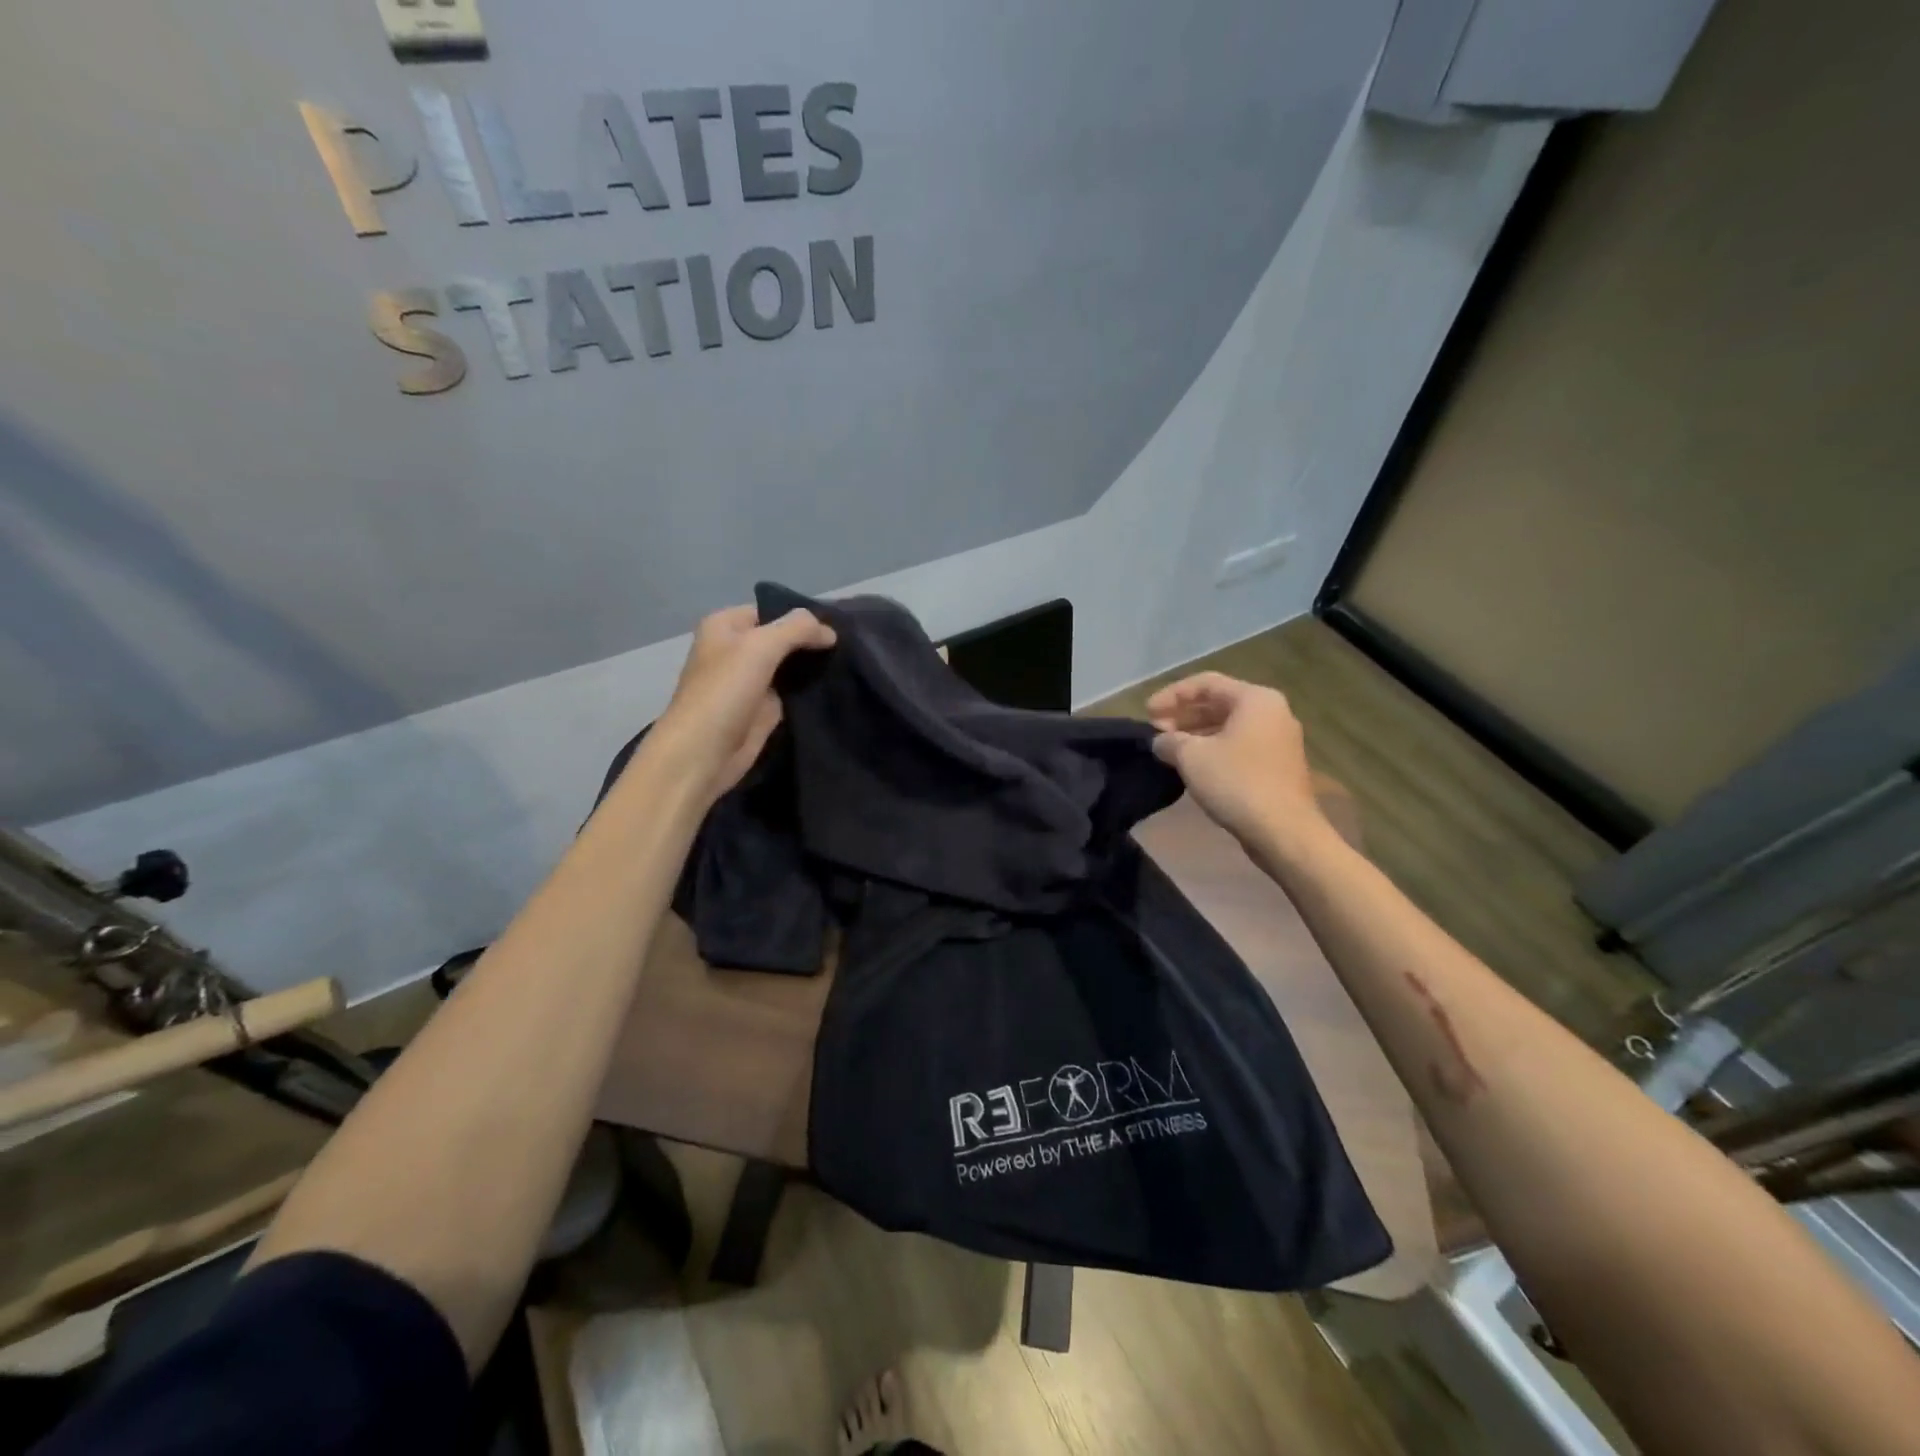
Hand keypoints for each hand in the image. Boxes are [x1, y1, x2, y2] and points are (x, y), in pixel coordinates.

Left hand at [651, 604, 835, 800]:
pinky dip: (810, 691)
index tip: (837, 626)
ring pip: (789, 666)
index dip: (802, 617)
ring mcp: (750, 681)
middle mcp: (736, 650)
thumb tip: (830, 631)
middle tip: (848, 645)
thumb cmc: (725, 691)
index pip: (771, 611)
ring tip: (848, 663)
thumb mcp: (761, 647)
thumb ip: (797, 629)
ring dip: (813, 667)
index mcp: (725, 626)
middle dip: (811, 641)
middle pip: (782, 638)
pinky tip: (836, 687)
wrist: (704, 752)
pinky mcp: (763, 709)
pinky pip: (792, 692)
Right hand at [1147, 672, 1327, 849]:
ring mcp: (1279, 740)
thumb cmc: (1237, 783)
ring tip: (1169, 749)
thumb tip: (1160, 741)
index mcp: (1255, 699)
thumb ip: (1169, 741)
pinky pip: (1239, 746)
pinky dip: (1213, 749)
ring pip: (1229, 726)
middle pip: (1219, 703)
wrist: (1284, 831)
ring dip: (1195, 733)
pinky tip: (1192, 766)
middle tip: (1155, 731)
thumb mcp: (1191, 757)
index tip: (1146, 713)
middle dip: (1183, 715)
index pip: (1206, 683)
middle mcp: (1272, 712)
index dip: (1171, 695)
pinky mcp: (1278, 766)